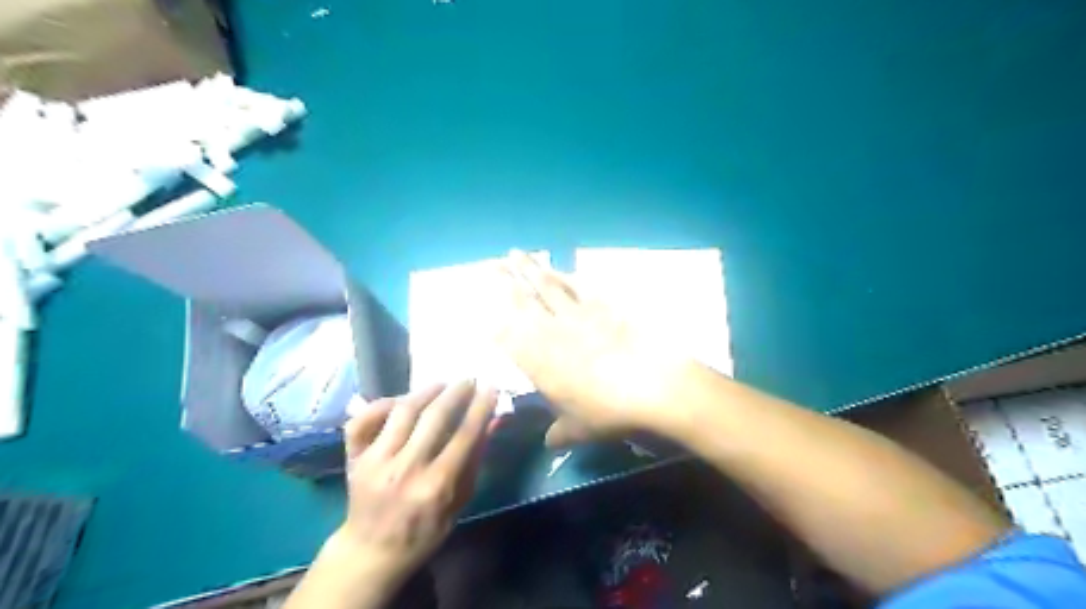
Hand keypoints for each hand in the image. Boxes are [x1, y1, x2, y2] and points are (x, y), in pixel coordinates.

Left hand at [339, 379, 498, 583]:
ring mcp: (376, 461)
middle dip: (457, 392)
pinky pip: (364, 419)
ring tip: (442, 384)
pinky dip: (382, 404)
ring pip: (403, 411)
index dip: (481, 407)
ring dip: (426, 391)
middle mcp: (405, 469)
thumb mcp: (459, 503)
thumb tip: (493, 421)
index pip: (465, 435)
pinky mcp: (354, 458)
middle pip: (435, 417)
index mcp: (436, 486)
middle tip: (469, 380)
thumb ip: (475, 460)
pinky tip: (401, 401)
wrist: (371, 551)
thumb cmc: (424, 531)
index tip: (490, 388)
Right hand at [495, 249, 690, 443]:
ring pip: (547, 286)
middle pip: (523, 301)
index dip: (493, 324)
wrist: (652, 385)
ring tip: (517, 254)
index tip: (482, 314)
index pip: (508, 338)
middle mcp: (552, 332)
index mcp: (539, 362)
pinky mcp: (603, 306)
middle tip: (491, 264)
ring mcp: (577, 315)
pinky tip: (559, 268)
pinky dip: (566, 275)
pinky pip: (579, 286)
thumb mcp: (580, 430)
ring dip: (531, 269)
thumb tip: (549, 443)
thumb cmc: (609, 412)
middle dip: (504, 281)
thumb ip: (560, 433)